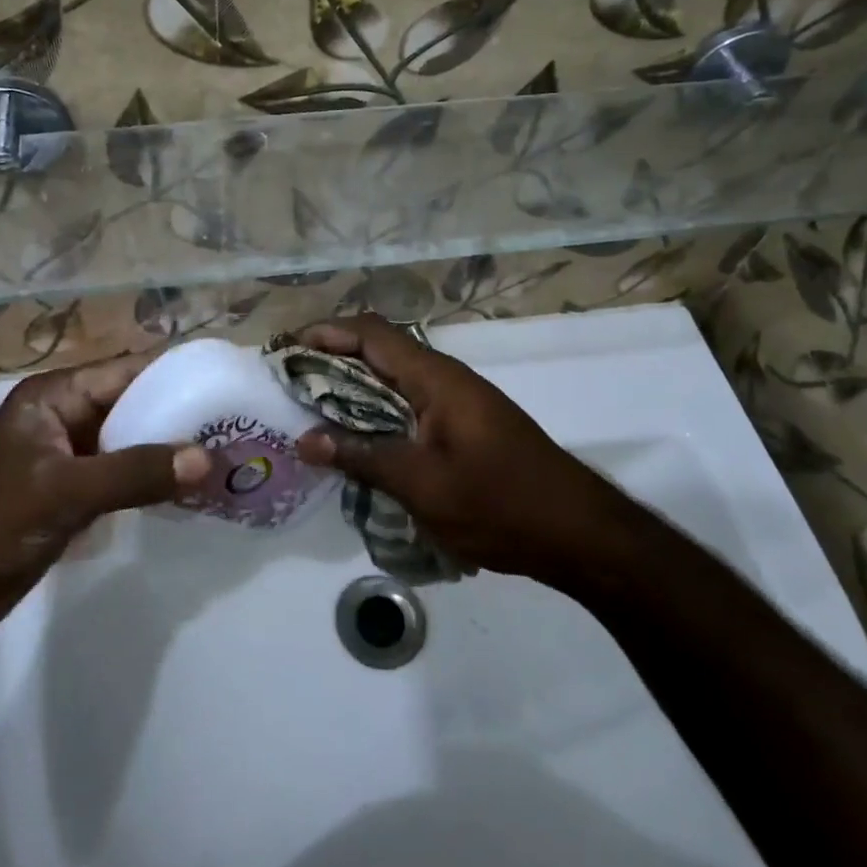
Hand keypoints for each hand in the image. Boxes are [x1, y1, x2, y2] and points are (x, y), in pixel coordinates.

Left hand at [0, 351, 211, 635]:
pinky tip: (189, 494)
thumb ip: (135, 472)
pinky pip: (120, 478)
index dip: (177, 375)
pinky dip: (149, 483)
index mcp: (56, 396)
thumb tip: (208, 458)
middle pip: (133, 406)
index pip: (128, 371)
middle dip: (179, 418)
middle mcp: (65, 418)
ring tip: (225, 460)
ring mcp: (67, 458)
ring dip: (168, 453)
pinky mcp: (69, 495)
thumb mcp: (64, 491)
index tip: (227, 385)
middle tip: (237, 428)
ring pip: (130, 444)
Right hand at [292, 315, 638, 589]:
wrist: (580, 534)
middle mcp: (445, 379)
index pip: (371, 333)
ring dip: (354, 391)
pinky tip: (361, 444)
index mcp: (435, 378)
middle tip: (291, 388)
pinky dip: (378, 414)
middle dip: (332, 362)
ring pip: (394, 381)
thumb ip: (362, 457)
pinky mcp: (465, 427)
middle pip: (380, 352)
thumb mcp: (422, 485)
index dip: (326, 333)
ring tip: (314, 415)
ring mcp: (459, 402)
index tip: (287, 351)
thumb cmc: (500, 503)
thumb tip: (305, 440)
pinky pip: (410, 406)